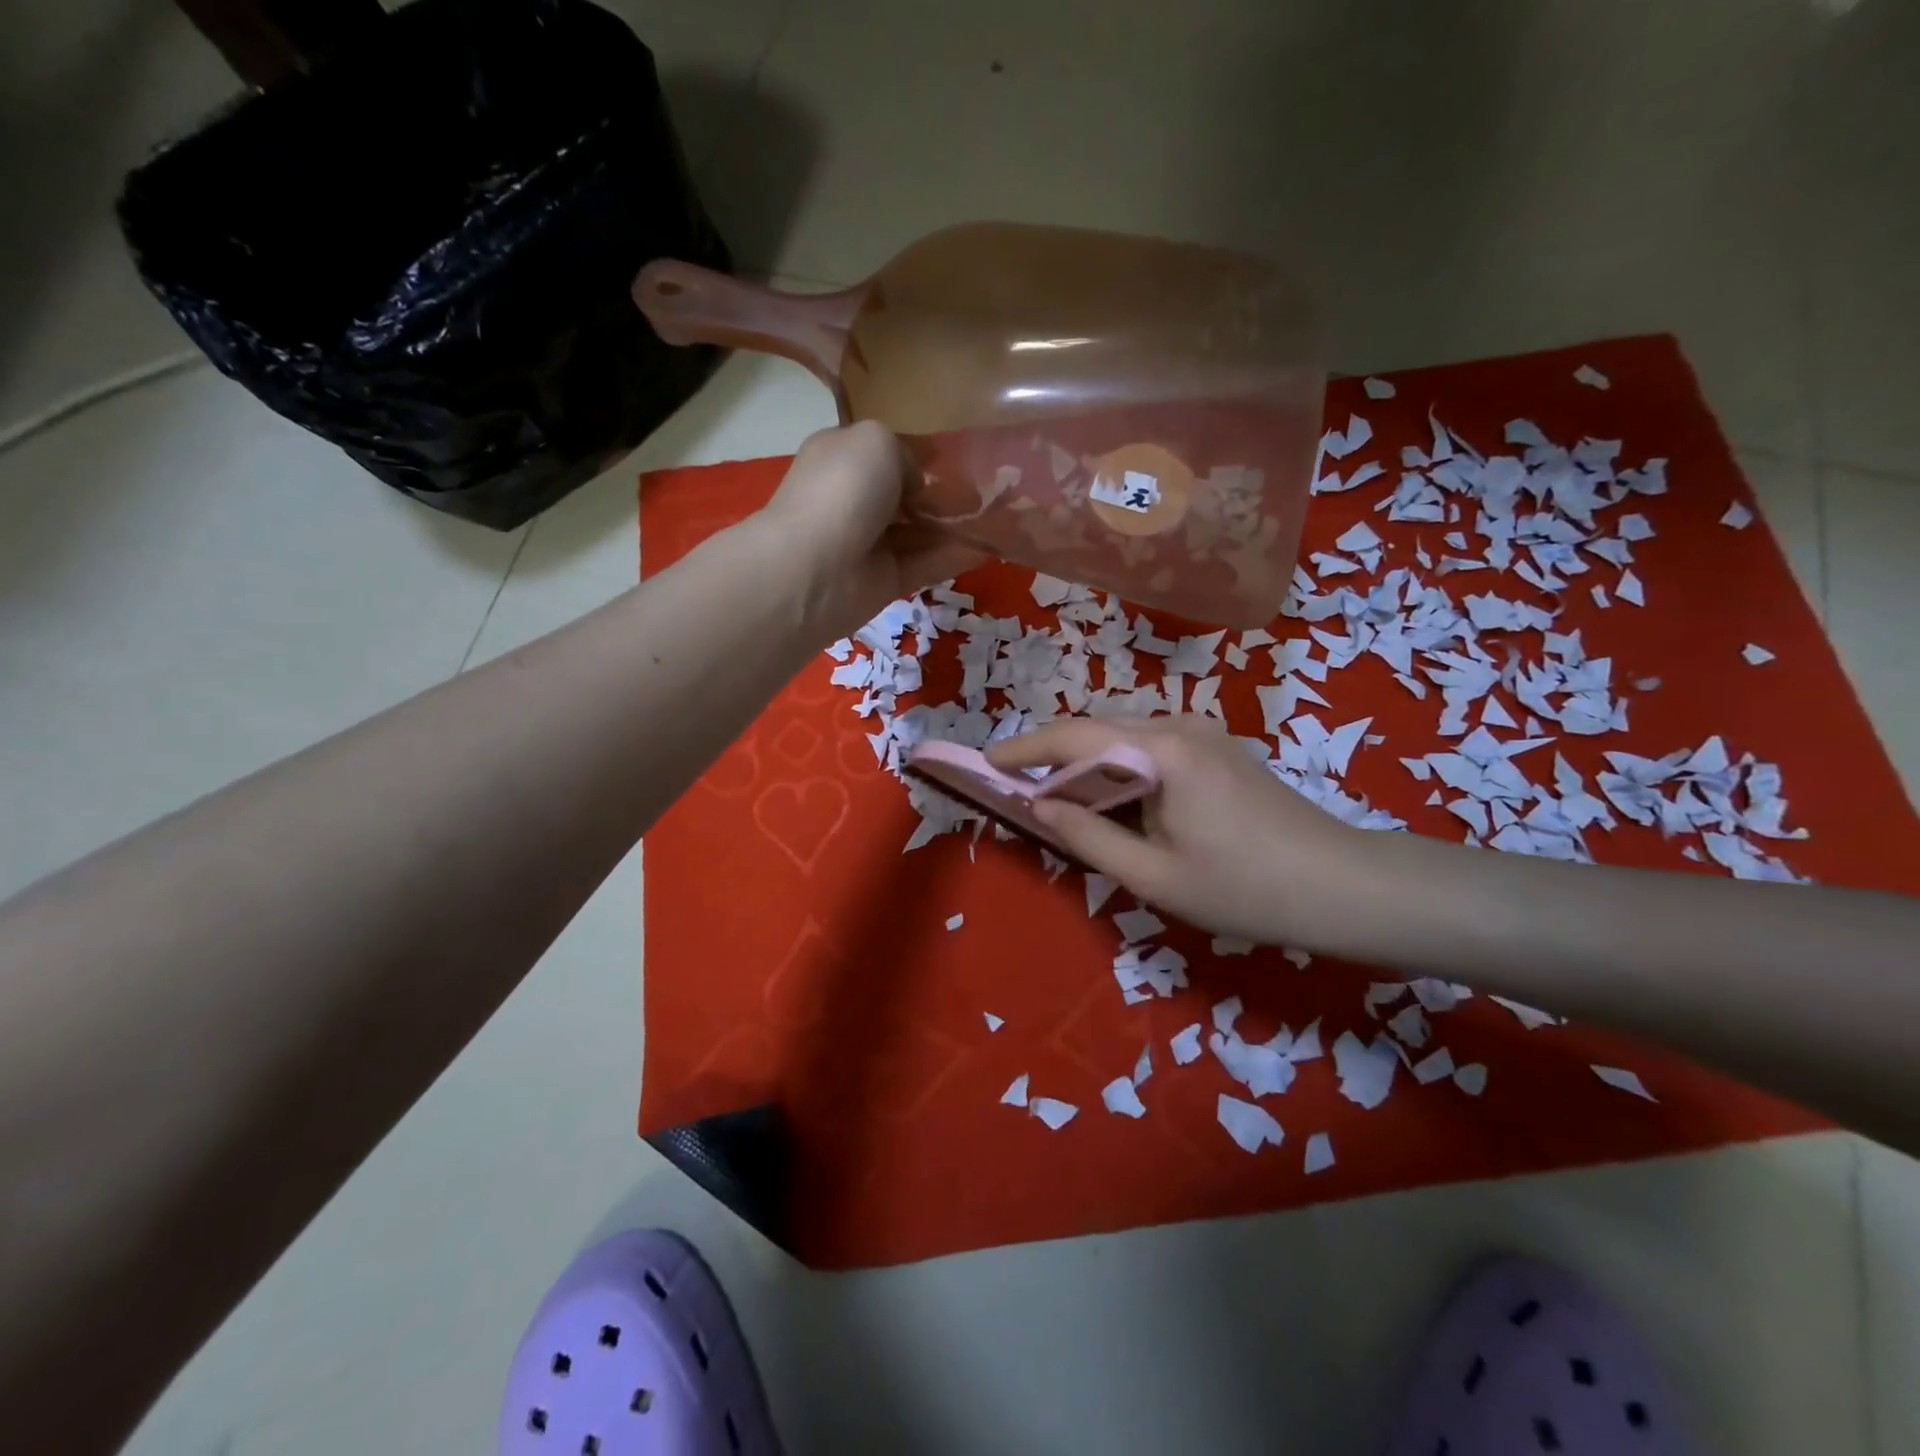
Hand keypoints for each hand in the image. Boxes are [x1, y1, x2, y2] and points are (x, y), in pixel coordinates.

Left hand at [750, 421, 985, 638]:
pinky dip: (955, 557)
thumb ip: (905, 452)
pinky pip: (926, 564)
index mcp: (843, 457)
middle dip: (945, 493)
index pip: (887, 452)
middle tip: (991, 492)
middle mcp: (854, 498)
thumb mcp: (877, 440)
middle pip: (907, 495)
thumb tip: (917, 485)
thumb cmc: (843, 490)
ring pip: (920, 531)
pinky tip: (990, 550)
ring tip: (1001, 519)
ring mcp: (869, 543)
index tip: (964, 459)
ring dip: (957, 526)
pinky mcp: (885, 581)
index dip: (923, 456)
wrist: (814, 568)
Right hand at [986, 715, 1377, 948]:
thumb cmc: (1243, 888)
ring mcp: (1203, 731)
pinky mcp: (1218, 746)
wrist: (1342, 886)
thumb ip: (1087, 835)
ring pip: (1124, 736)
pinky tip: (1115, 798)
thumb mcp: (1152, 875)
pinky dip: (1120, 766)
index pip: (1074, 737)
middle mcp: (1179, 724)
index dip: (1025, 749)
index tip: (988, 762)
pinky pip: (1152, 746)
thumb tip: (1039, 805)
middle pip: (1098, 729)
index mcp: (1161, 750)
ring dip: (1088, 761)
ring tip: (1060, 798)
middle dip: (1054, 755)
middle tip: (1020, 789)